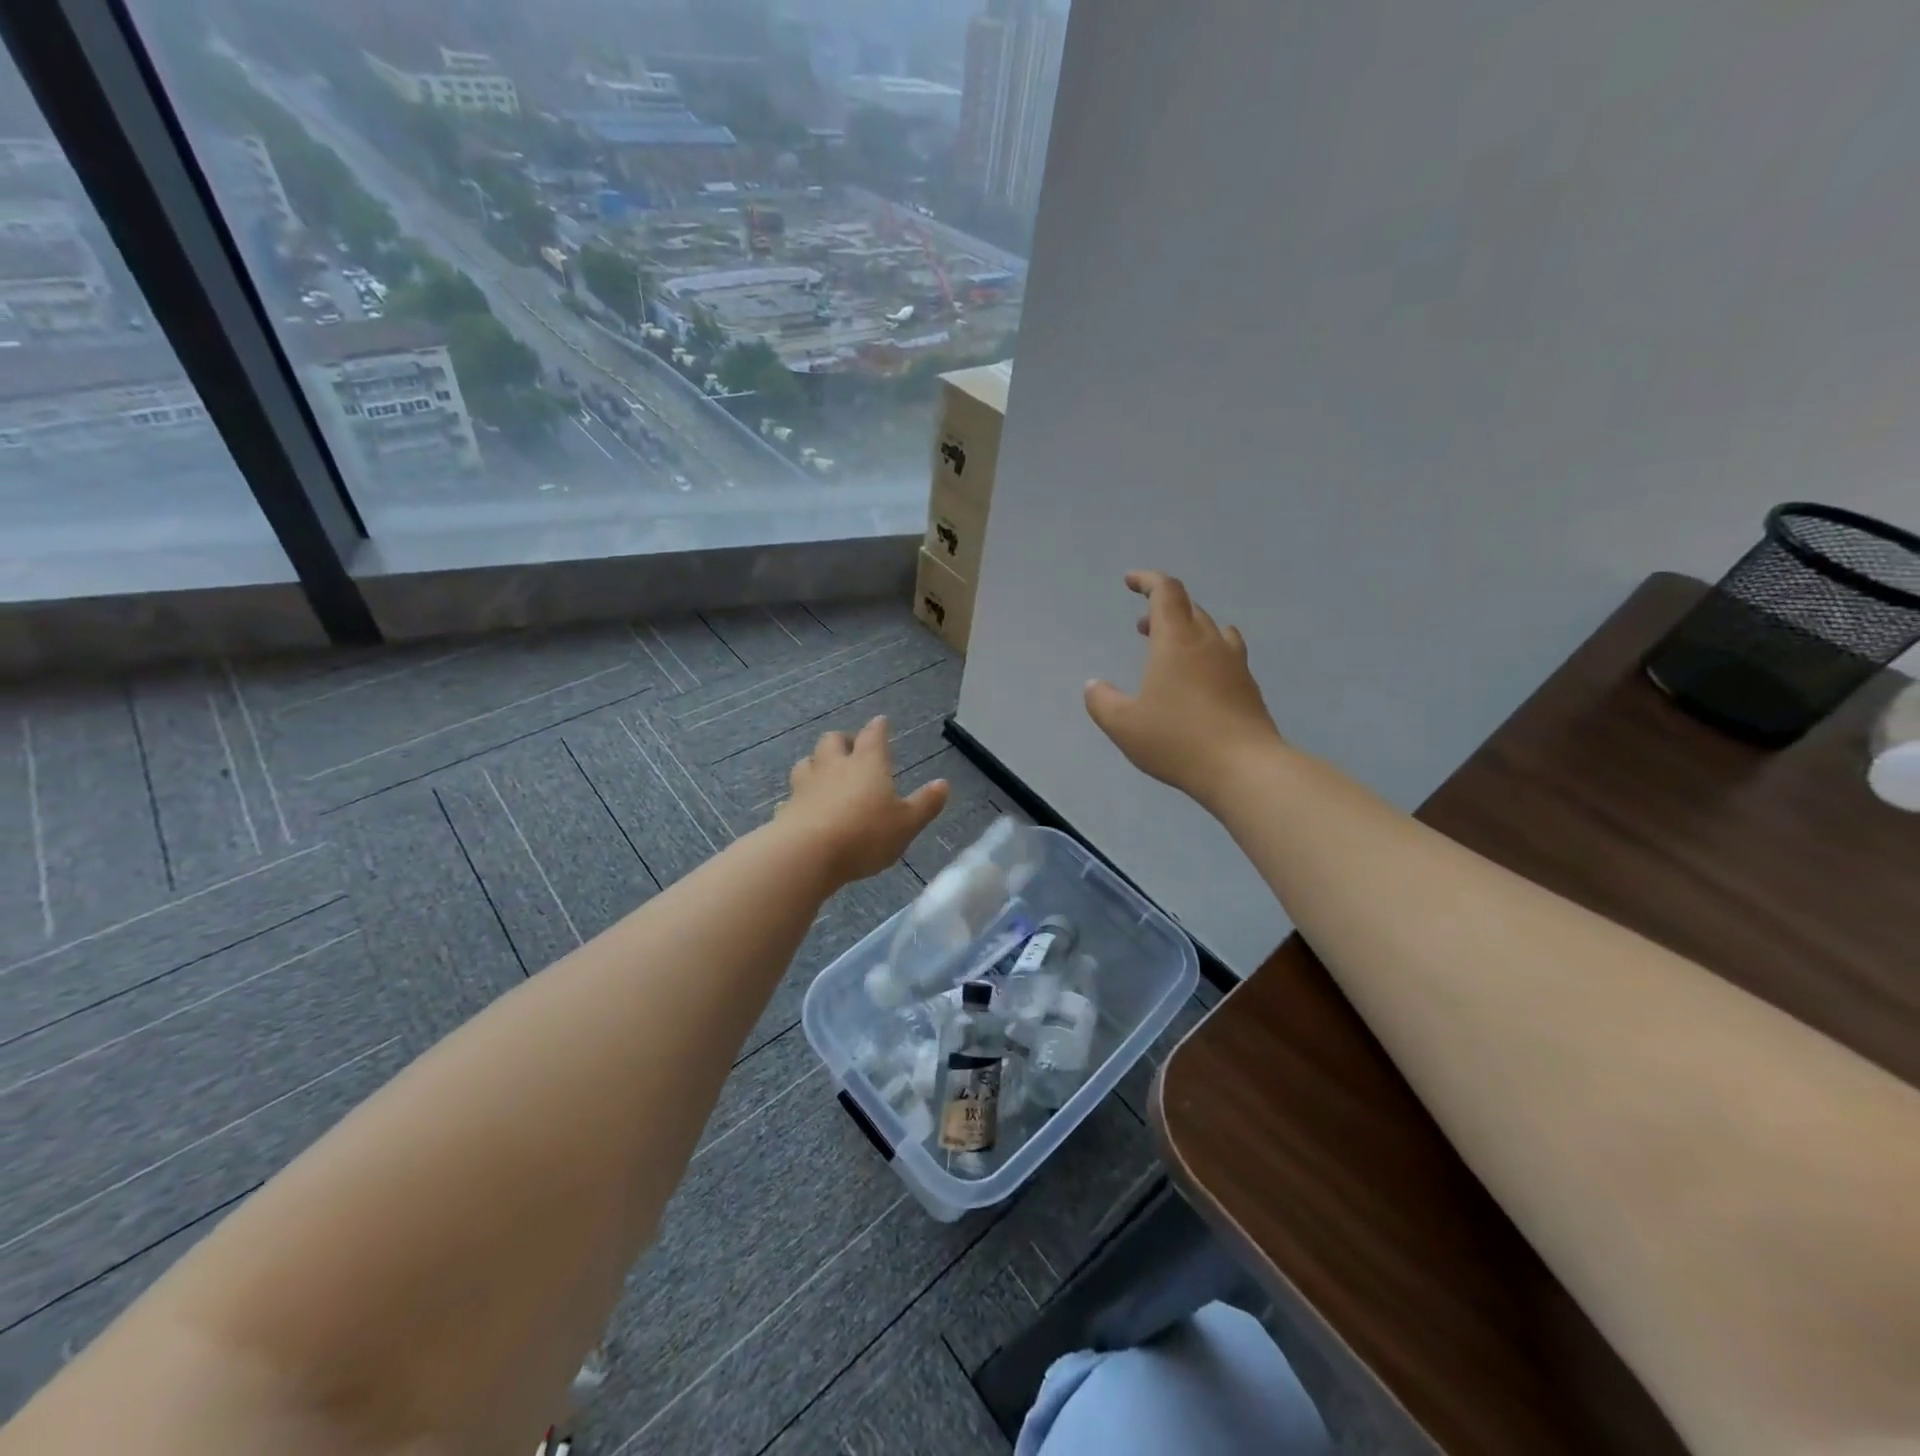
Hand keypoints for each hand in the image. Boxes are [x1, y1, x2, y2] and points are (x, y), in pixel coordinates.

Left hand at [778, 716, 949, 888]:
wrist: (807, 854)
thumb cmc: (865, 834)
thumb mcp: (907, 824)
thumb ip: (925, 804)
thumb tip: (943, 784)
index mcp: (867, 764)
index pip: (873, 736)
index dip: (878, 728)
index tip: (880, 722)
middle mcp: (834, 767)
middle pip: (832, 741)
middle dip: (842, 741)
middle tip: (850, 747)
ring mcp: (806, 786)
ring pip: (807, 762)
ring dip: (816, 763)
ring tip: (823, 772)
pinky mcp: (787, 808)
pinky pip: (792, 795)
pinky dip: (800, 797)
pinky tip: (803, 807)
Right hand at [1084, 571, 1282, 808]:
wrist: (1244, 768)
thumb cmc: (1177, 739)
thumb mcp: (1123, 725)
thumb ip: (1102, 701)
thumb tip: (1094, 686)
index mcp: (1177, 640)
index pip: (1166, 592)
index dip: (1148, 580)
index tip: (1131, 581)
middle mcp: (1209, 642)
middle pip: (1190, 608)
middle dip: (1163, 610)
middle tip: (1142, 627)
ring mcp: (1235, 664)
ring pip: (1213, 630)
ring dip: (1188, 630)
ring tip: (1171, 650)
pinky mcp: (1249, 687)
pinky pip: (1227, 655)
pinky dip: (1207, 654)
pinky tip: (1199, 681)